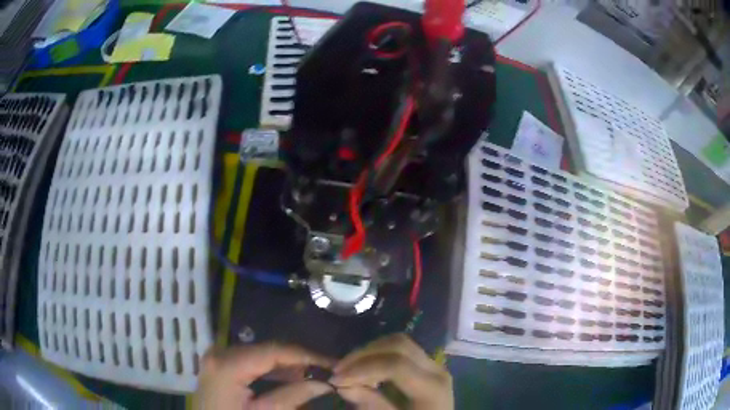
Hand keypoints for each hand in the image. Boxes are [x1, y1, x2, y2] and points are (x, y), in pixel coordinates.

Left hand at [194, 343, 333, 409]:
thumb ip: (293, 396)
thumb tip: (325, 383)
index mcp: (229, 364)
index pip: (275, 350)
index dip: (307, 355)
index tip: (333, 362)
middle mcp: (220, 352)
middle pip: (267, 349)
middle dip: (298, 360)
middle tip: (325, 371)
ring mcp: (217, 356)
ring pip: (260, 353)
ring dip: (286, 364)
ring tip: (312, 376)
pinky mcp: (218, 363)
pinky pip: (250, 360)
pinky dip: (271, 368)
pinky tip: (289, 378)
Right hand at [331, 334, 452, 409]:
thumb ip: (372, 405)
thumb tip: (343, 386)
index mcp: (432, 388)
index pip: (396, 365)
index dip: (362, 369)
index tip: (336, 379)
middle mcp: (436, 369)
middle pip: (399, 345)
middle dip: (364, 354)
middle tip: (339, 368)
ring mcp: (434, 365)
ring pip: (400, 342)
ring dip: (370, 351)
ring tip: (349, 367)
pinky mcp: (427, 366)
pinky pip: (402, 350)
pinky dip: (379, 354)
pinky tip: (365, 368)